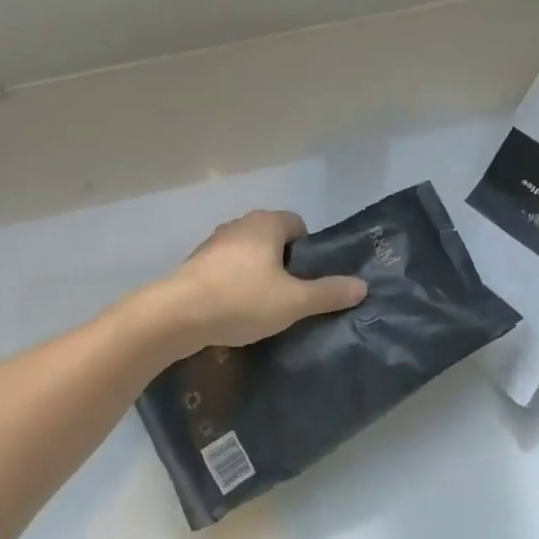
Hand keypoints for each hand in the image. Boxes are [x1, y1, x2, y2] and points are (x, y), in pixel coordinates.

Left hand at [166, 209, 367, 351]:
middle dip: (283, 264)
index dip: (308, 251)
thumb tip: (362, 286)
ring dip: (257, 274)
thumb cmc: (242, 299)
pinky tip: (234, 311)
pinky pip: (225, 269)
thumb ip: (328, 293)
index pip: (298, 225)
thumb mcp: (293, 301)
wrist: (177, 315)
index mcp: (266, 223)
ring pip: (248, 254)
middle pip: (273, 239)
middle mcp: (240, 224)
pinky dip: (234, 284)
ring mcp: (214, 243)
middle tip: (290, 297)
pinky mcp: (195, 264)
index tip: (308, 280)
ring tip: (262, 308)